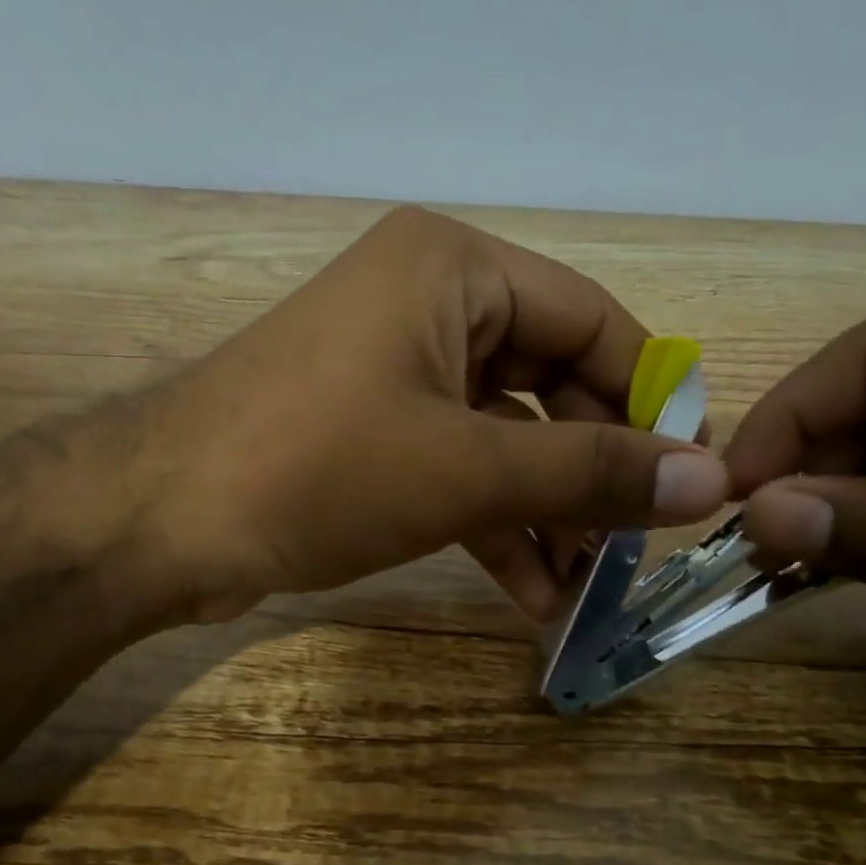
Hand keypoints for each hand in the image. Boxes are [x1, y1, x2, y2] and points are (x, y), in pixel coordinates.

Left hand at [148, 206, 729, 621]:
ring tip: (587, 586)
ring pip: (507, 437)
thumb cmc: (318, 467)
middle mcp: (430, 304)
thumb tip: (708, 483)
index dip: (650, 398)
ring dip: (547, 513)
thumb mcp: (466, 469)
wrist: (157, 523)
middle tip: (634, 545)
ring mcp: (397, 370)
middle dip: (592, 471)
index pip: (594, 320)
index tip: (690, 474)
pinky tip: (533, 595)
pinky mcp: (372, 432)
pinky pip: (459, 469)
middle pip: (554, 382)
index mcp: (455, 269)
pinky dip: (496, 526)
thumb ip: (590, 472)